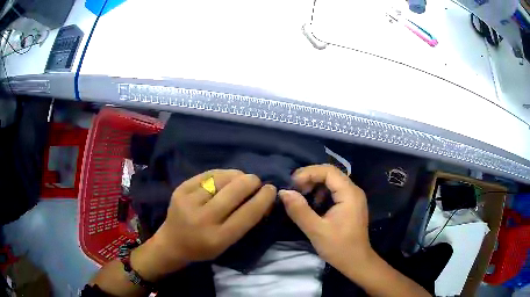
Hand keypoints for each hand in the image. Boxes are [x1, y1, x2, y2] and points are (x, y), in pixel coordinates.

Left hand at [141, 169, 276, 274]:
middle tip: (257, 181)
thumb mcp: (228, 243)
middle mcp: (203, 219)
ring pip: (221, 179)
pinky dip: (221, 173)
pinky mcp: (180, 189)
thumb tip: (263, 198)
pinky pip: (207, 174)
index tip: (272, 189)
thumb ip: (246, 222)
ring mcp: (188, 202)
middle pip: (234, 192)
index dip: (263, 198)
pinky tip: (226, 176)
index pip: (248, 214)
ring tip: (242, 177)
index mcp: (218, 238)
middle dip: (252, 182)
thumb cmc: (204, 247)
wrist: (172, 242)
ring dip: (237, 175)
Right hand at [279, 164, 371, 273]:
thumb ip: (299, 210)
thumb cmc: (339, 247)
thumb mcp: (316, 230)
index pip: (328, 171)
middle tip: (294, 189)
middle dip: (310, 177)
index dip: (308, 173)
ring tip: (301, 195)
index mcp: (349, 194)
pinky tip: (313, 204)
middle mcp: (354, 191)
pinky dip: (322, 193)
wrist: (357, 262)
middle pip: (331, 174)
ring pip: (332, 181)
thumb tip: (284, 192)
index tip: (292, 184)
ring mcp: (354, 197)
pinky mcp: (351, 204)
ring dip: (315, 184)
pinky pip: (335, 191)